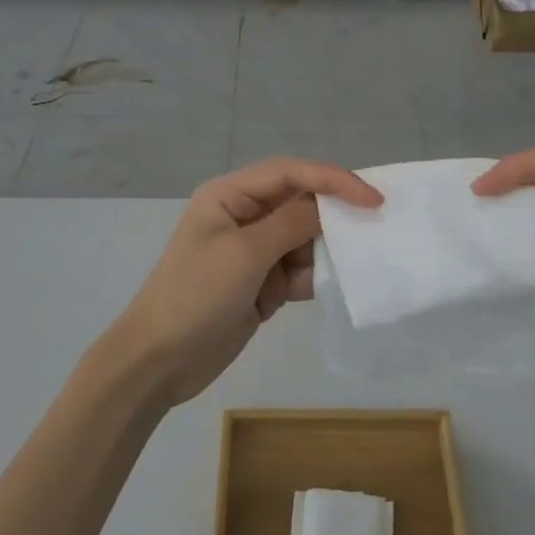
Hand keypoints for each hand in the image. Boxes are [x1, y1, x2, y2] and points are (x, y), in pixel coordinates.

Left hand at [104, 159, 381, 405]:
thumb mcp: (245, 254)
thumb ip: (292, 223)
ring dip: (327, 249)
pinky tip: (336, 283)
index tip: (373, 198)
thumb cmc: (196, 296)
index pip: (290, 173)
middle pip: (300, 202)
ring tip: (357, 259)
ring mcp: (252, 252)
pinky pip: (299, 270)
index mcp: (229, 195)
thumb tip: (330, 206)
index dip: (333, 179)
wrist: (158, 362)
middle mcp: (243, 216)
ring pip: (304, 238)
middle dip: (333, 214)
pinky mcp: (261, 284)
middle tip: (376, 225)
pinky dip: (316, 275)